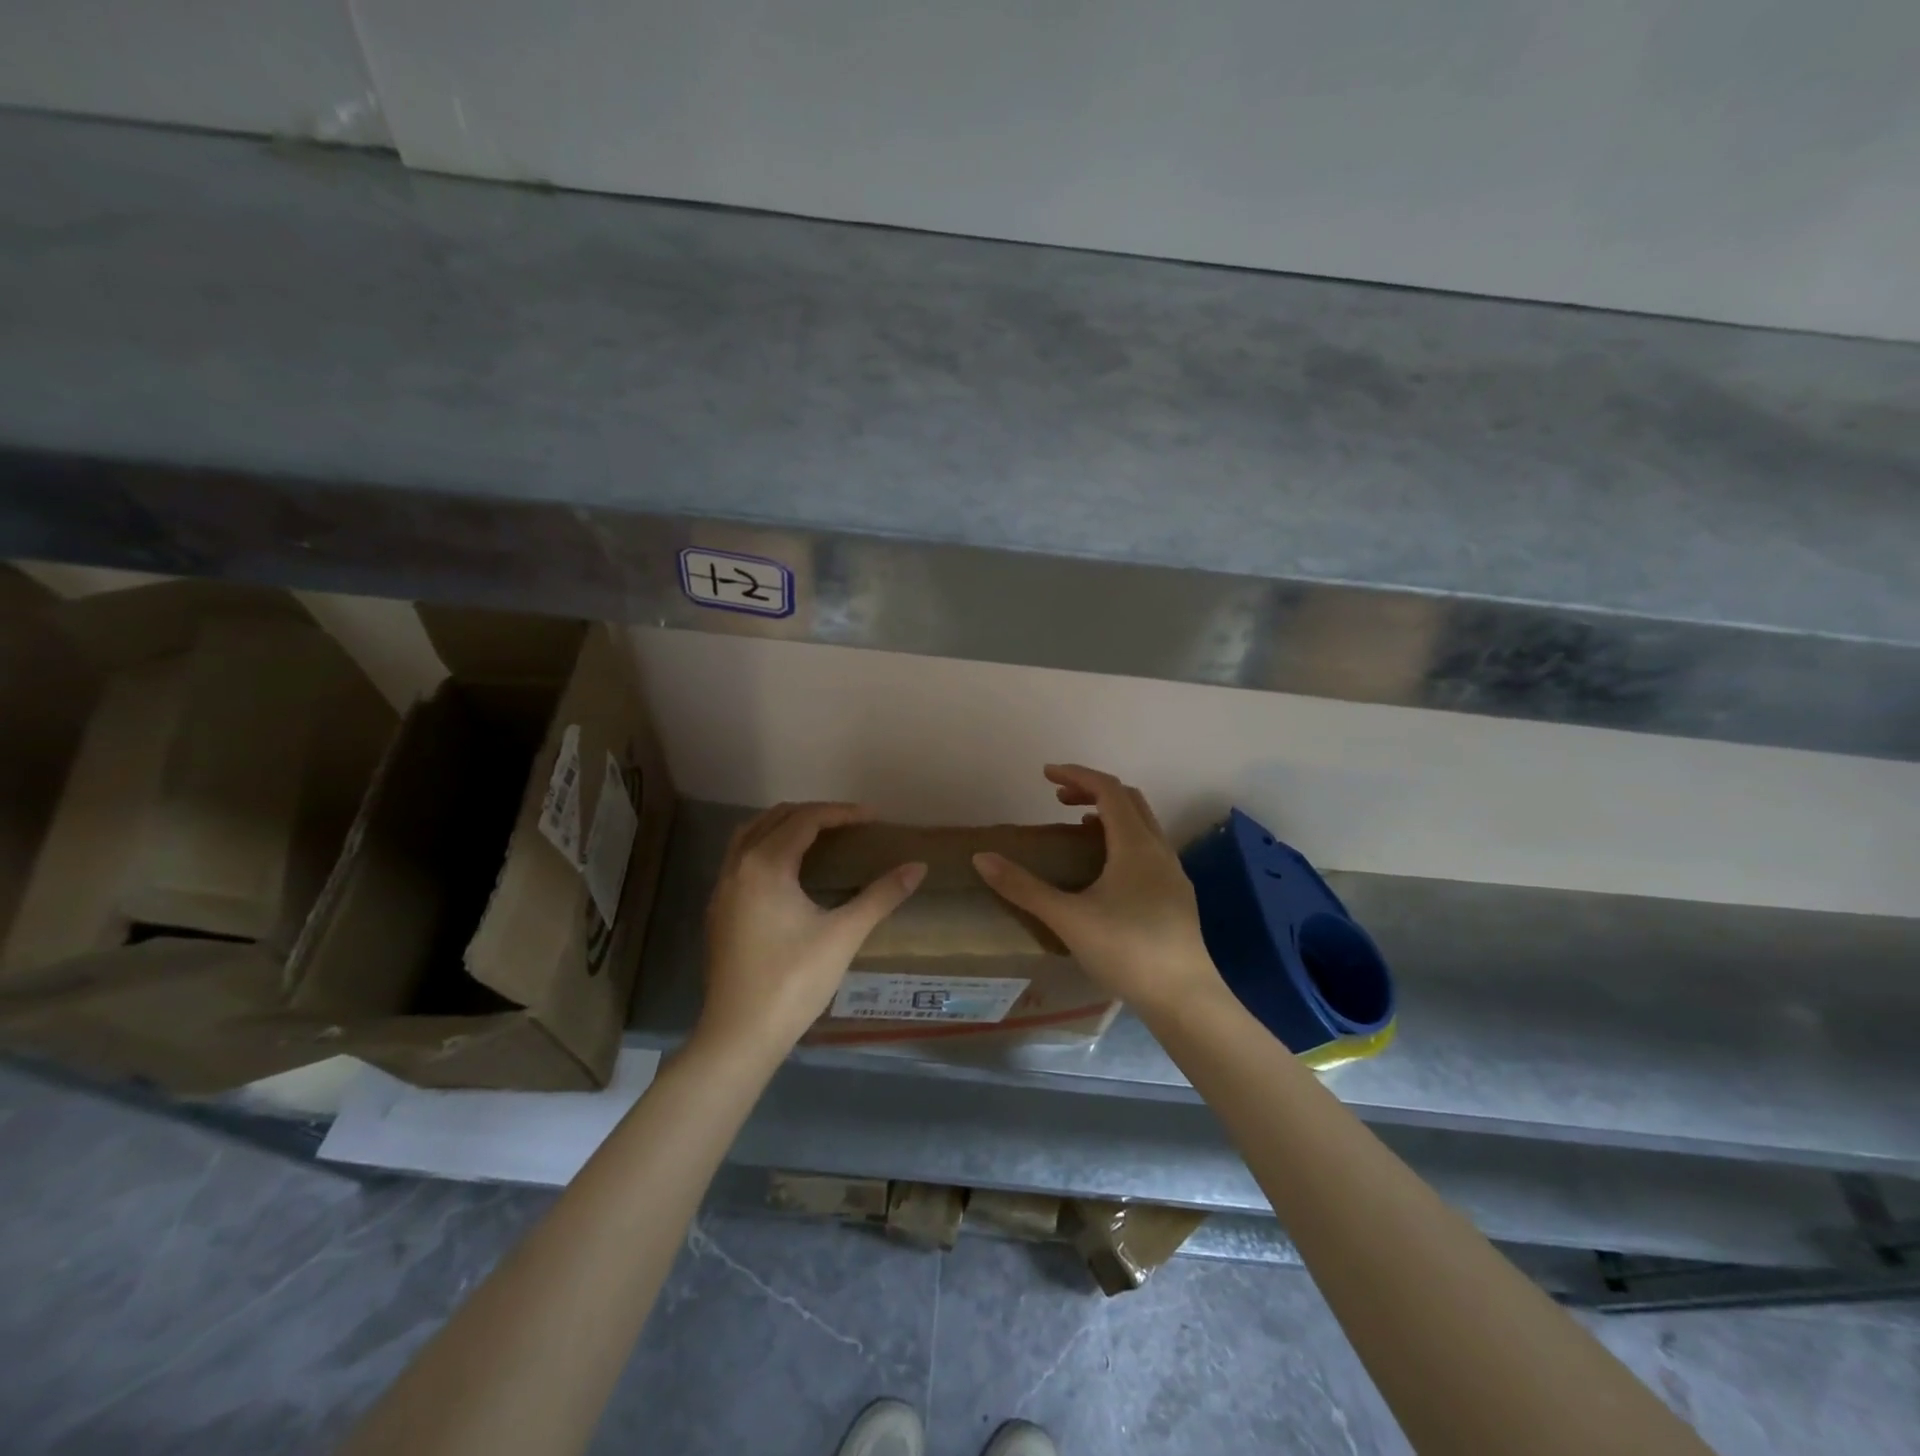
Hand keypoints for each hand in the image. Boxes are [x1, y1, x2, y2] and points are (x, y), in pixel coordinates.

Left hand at [697, 802, 925, 1057]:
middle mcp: (737, 867)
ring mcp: (722, 889)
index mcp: (766, 865)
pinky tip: (789, 873)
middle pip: (775, 818)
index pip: (805, 819)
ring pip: (751, 836)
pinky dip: (767, 848)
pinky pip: (741, 859)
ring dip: (785, 826)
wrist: (739, 1034)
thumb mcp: (844, 935)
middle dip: (813, 813)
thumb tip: (918, 867)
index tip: (872, 818)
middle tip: (849, 824)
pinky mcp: (718, 911)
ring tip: (820, 837)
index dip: (841, 813)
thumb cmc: (794, 981)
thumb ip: (881, 895)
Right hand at [973, 764, 1221, 1014]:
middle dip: (1092, 790)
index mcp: (1135, 845)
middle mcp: (1159, 850)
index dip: (1076, 775)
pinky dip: (1122, 839)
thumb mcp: (1068, 919)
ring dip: (1109, 815)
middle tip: (1057, 799)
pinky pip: (1147, 848)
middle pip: (1129, 800)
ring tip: (1076, 829)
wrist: (1185, 999)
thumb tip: (982, 858)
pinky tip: (1104, 872)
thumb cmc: (1126, 951)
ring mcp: (1172, 873)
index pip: (1108, 789)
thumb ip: (1024, 888)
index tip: (1045, 775)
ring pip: (1142, 825)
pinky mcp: (1176, 896)